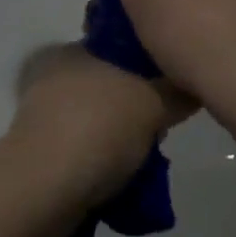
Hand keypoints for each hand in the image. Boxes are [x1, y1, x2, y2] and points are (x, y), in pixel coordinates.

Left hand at [6, 45, 192, 207]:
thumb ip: (177, 91)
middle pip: (112, 86)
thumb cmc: (97, 129)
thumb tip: (194, 86)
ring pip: (99, 121)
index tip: (172, 87)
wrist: (42, 191)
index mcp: (74, 49)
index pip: (120, 46)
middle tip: (162, 128)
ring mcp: (44, 116)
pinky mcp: (41, 154)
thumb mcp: (152, 102)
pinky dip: (103, 164)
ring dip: (122, 140)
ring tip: (147, 162)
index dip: (150, 65)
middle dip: (138, 108)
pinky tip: (124, 181)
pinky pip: (85, 151)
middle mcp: (55, 75)